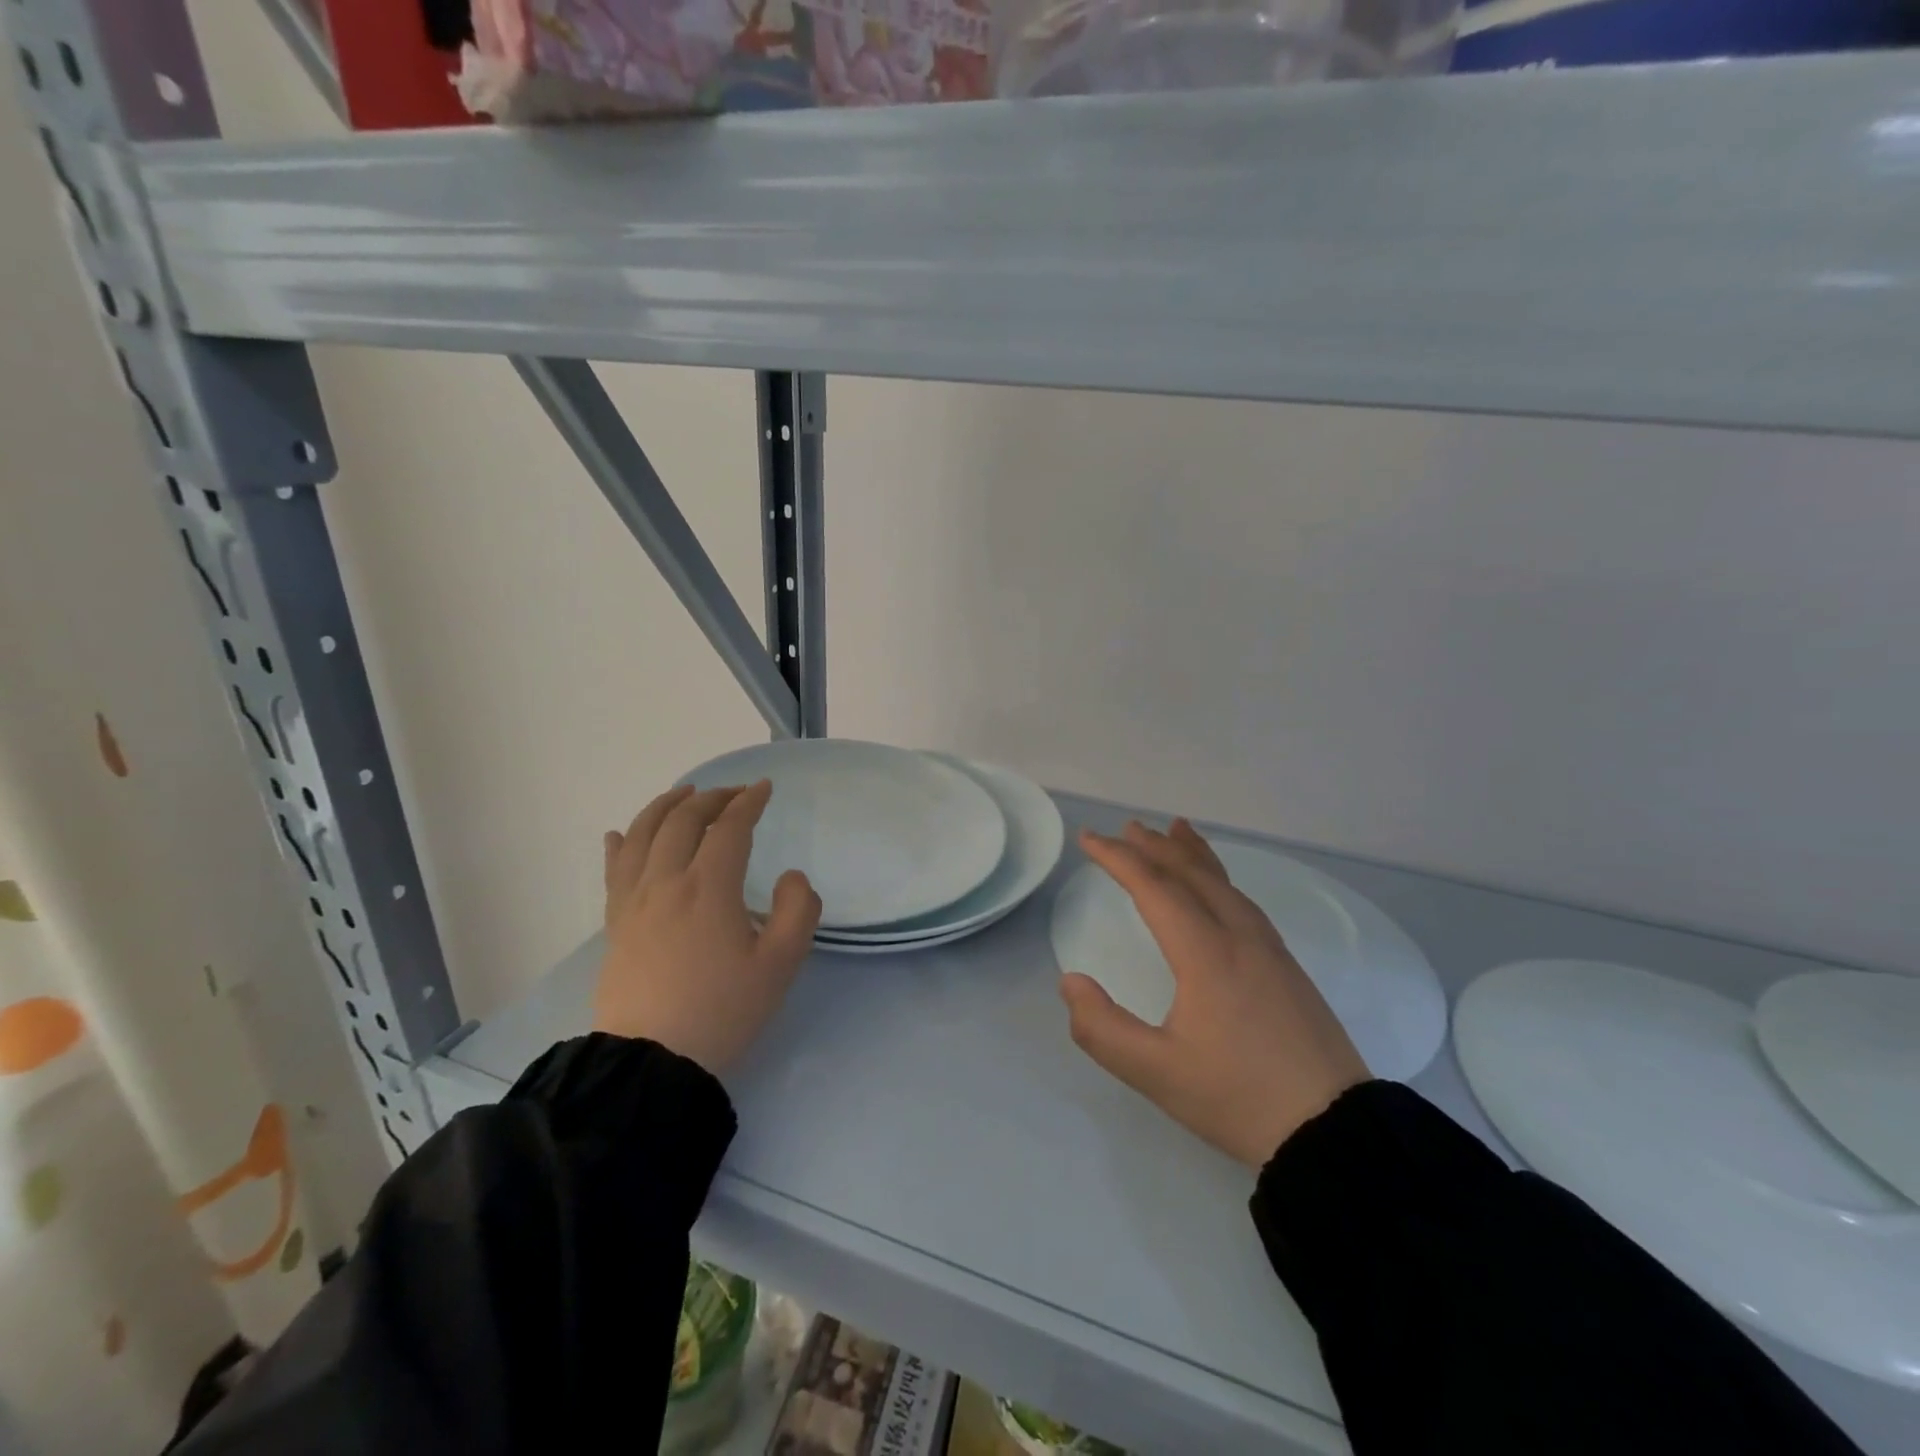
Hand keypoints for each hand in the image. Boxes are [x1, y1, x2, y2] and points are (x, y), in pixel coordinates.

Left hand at [595, 780, 821, 1074]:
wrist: (652, 1061)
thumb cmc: (722, 1010)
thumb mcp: (780, 965)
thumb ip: (798, 911)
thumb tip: (790, 876)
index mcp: (709, 887)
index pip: (730, 828)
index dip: (749, 802)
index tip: (764, 788)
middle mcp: (667, 882)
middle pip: (683, 821)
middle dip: (712, 798)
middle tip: (734, 793)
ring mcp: (635, 901)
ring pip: (643, 835)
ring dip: (665, 807)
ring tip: (684, 794)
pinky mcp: (616, 924)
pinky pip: (614, 870)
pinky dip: (621, 844)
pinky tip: (621, 833)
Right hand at [1059, 819, 1368, 1168]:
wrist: (1336, 1132)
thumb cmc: (1239, 1099)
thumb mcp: (1156, 1073)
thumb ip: (1102, 1028)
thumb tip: (1071, 982)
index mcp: (1206, 953)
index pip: (1155, 888)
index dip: (1118, 859)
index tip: (1089, 839)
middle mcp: (1239, 937)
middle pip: (1192, 875)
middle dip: (1156, 847)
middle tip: (1128, 827)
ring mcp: (1270, 949)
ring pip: (1224, 884)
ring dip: (1192, 855)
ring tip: (1176, 831)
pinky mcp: (1287, 967)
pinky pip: (1244, 901)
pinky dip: (1220, 878)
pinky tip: (1219, 889)